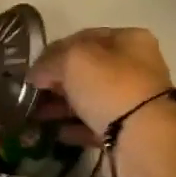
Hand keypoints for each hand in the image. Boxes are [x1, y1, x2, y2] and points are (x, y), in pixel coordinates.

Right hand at [29, 27, 174, 138]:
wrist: (143, 139)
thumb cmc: (111, 88)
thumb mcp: (73, 60)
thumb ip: (49, 62)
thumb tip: (35, 74)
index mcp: (129, 40)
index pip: (85, 38)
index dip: (55, 51)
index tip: (33, 68)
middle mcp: (135, 68)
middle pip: (88, 70)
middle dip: (57, 81)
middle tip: (32, 93)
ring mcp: (132, 102)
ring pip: (89, 99)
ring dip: (62, 106)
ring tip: (36, 115)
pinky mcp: (127, 132)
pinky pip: (94, 126)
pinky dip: (74, 128)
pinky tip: (55, 132)